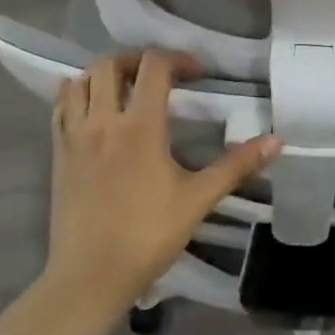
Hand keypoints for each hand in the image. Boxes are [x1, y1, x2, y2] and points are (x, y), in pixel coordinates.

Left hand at [47, 50, 279, 315]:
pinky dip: (74, 96)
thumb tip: (276, 140)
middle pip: (109, 63)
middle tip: (158, 76)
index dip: (178, 59)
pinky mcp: (58, 154)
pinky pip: (60, 108)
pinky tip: (89, 108)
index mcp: (140, 125)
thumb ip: (236, 166)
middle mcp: (103, 120)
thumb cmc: (147, 236)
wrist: (90, 276)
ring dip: (101, 75)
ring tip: (123, 89)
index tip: (197, 75)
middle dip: (136, 60)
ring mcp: (74, 136)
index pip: (154, 66)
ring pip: (78, 81)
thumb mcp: (197, 199)